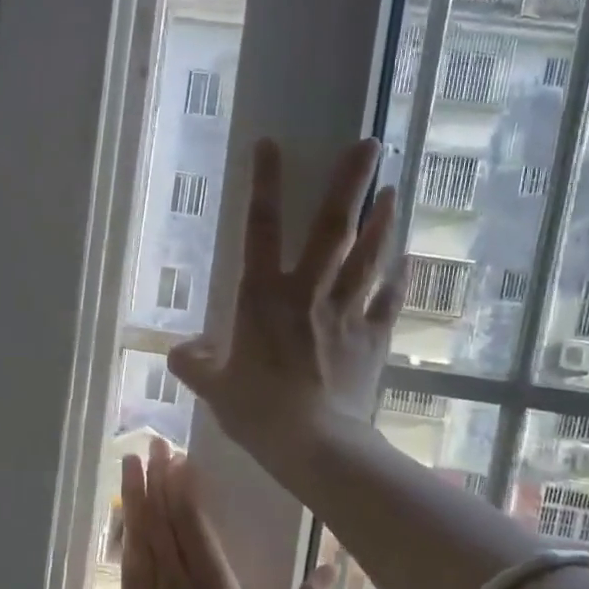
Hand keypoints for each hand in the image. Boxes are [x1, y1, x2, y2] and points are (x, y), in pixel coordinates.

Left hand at [119, 438, 332, 588]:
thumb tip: (332, 565)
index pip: (195, 529)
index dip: (185, 491)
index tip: (178, 458)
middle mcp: (178, 588)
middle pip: (164, 524)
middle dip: (157, 482)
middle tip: (150, 444)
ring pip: (141, 539)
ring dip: (136, 499)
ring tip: (129, 464)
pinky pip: (128, 566)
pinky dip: (126, 536)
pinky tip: (124, 519)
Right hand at [168, 138, 400, 473]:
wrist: (314, 444)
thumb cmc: (257, 412)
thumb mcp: (213, 389)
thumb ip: (192, 364)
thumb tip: (179, 351)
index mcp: (262, 298)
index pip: (260, 228)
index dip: (263, 184)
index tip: (271, 143)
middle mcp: (308, 292)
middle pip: (331, 228)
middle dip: (350, 183)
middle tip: (371, 144)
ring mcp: (346, 313)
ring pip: (368, 256)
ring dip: (382, 222)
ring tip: (393, 191)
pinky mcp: (373, 338)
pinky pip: (389, 301)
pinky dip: (400, 280)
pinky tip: (409, 261)